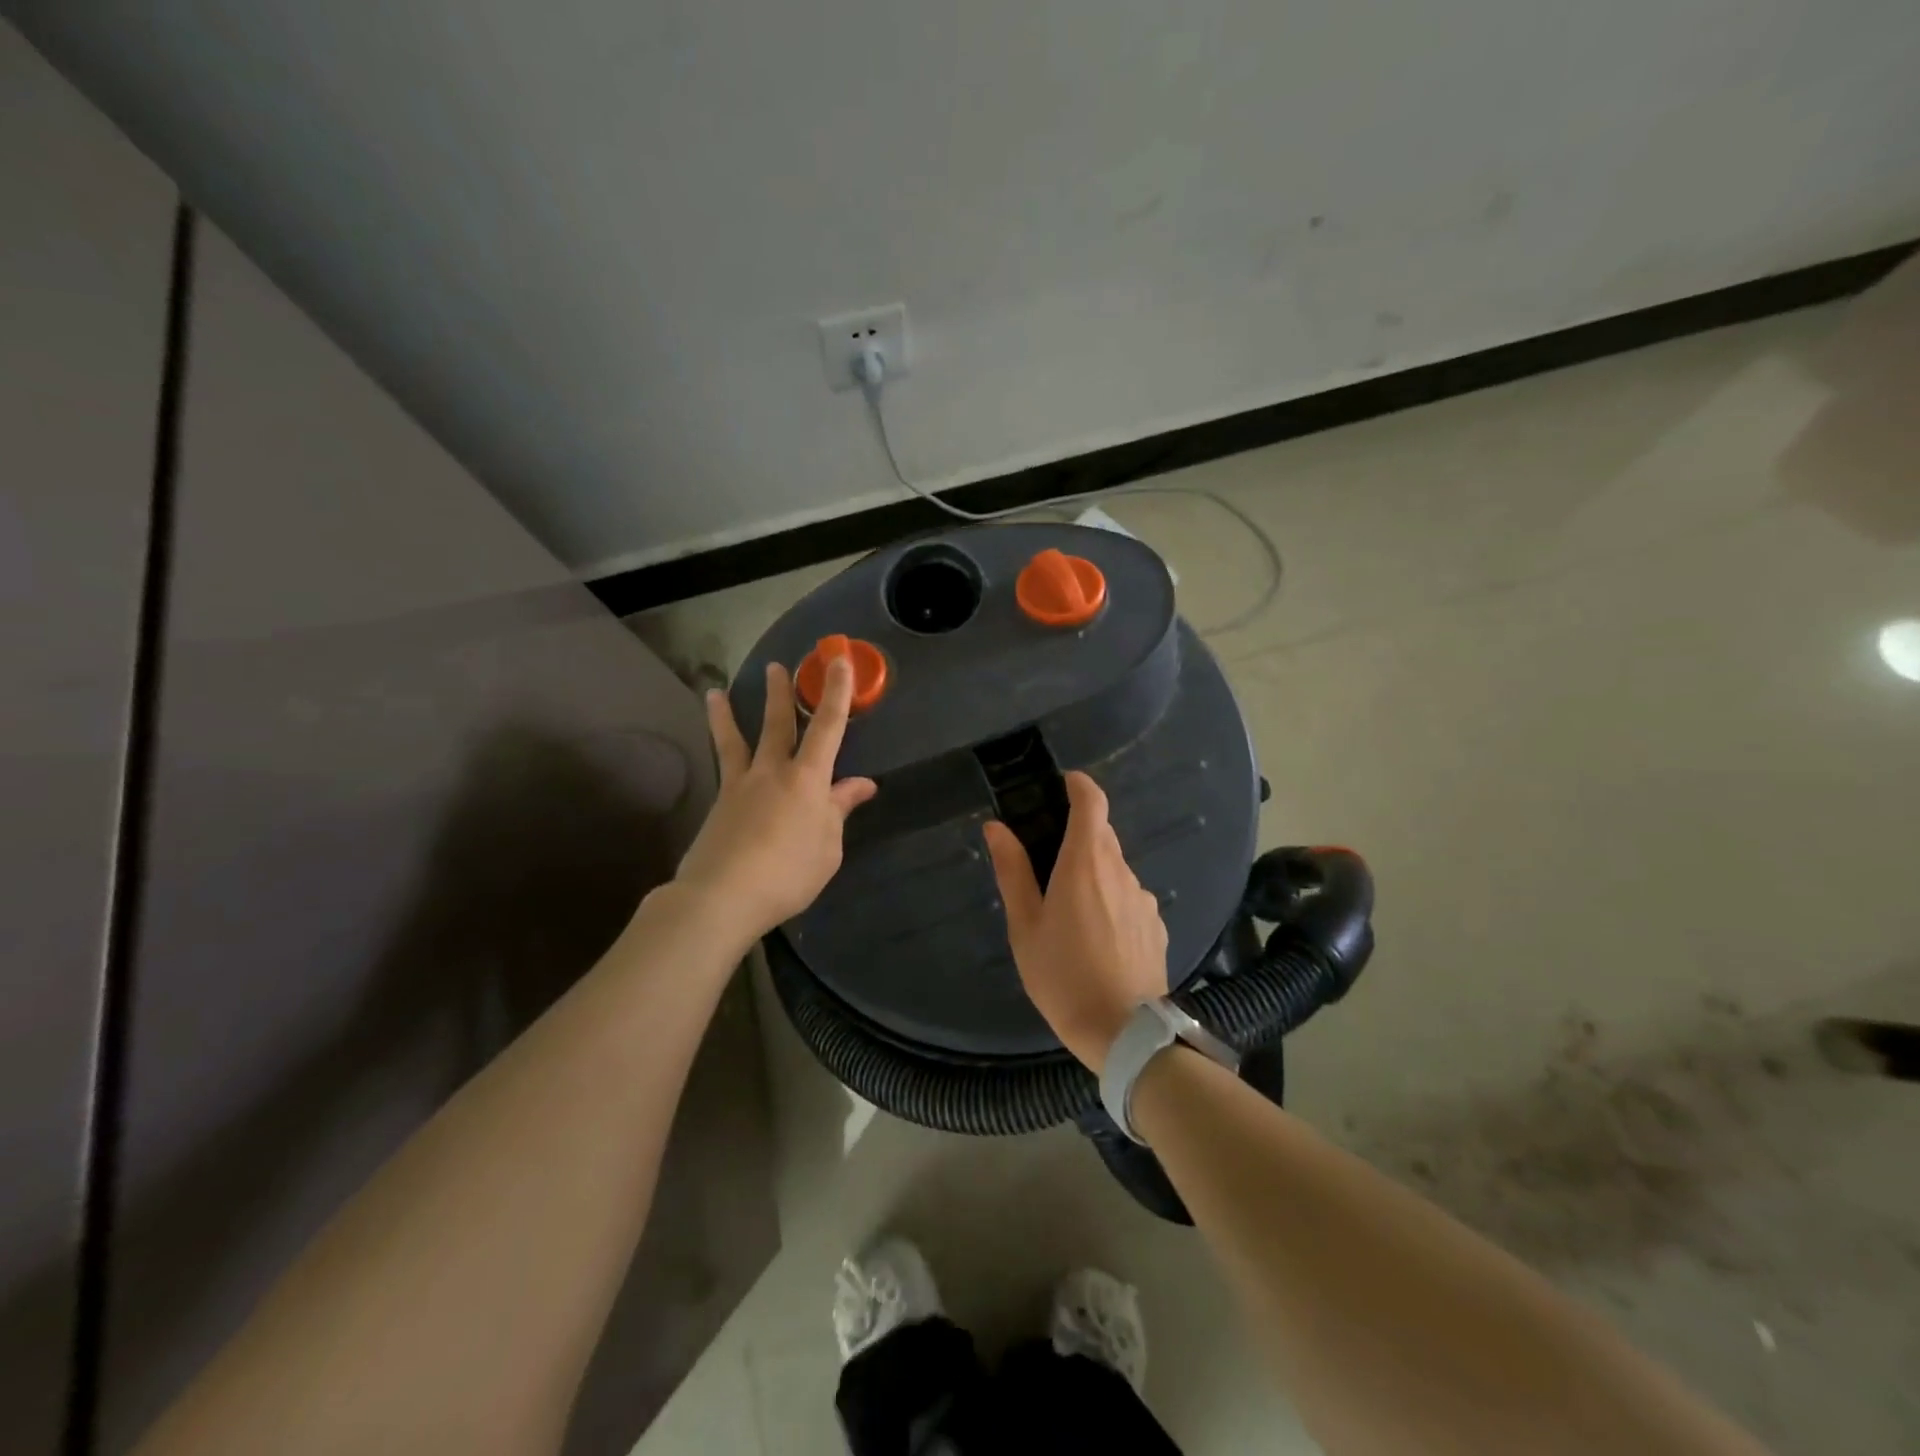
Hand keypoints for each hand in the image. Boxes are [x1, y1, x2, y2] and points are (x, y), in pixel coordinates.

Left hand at [674, 658, 877, 937]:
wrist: (722, 895)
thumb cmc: (788, 873)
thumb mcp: (828, 847)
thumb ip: (840, 810)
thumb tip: (861, 784)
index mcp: (807, 779)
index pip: (828, 726)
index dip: (836, 692)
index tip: (838, 661)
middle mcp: (772, 772)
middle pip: (778, 724)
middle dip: (781, 693)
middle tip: (777, 666)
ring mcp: (740, 786)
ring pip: (735, 741)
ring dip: (728, 714)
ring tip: (715, 691)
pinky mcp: (718, 805)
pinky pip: (723, 770)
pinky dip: (720, 757)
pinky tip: (723, 760)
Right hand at [983, 772, 1168, 1071]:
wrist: (1123, 1031)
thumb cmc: (1062, 974)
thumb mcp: (1025, 925)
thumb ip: (1012, 870)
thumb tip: (996, 827)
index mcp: (1085, 862)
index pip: (1092, 802)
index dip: (1078, 785)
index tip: (1063, 784)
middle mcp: (1120, 870)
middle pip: (1102, 834)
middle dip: (1077, 835)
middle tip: (1048, 862)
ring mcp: (1144, 898)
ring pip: (1116, 869)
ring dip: (1095, 874)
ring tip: (1071, 913)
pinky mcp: (1157, 924)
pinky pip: (1130, 898)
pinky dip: (1112, 902)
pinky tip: (1098, 939)